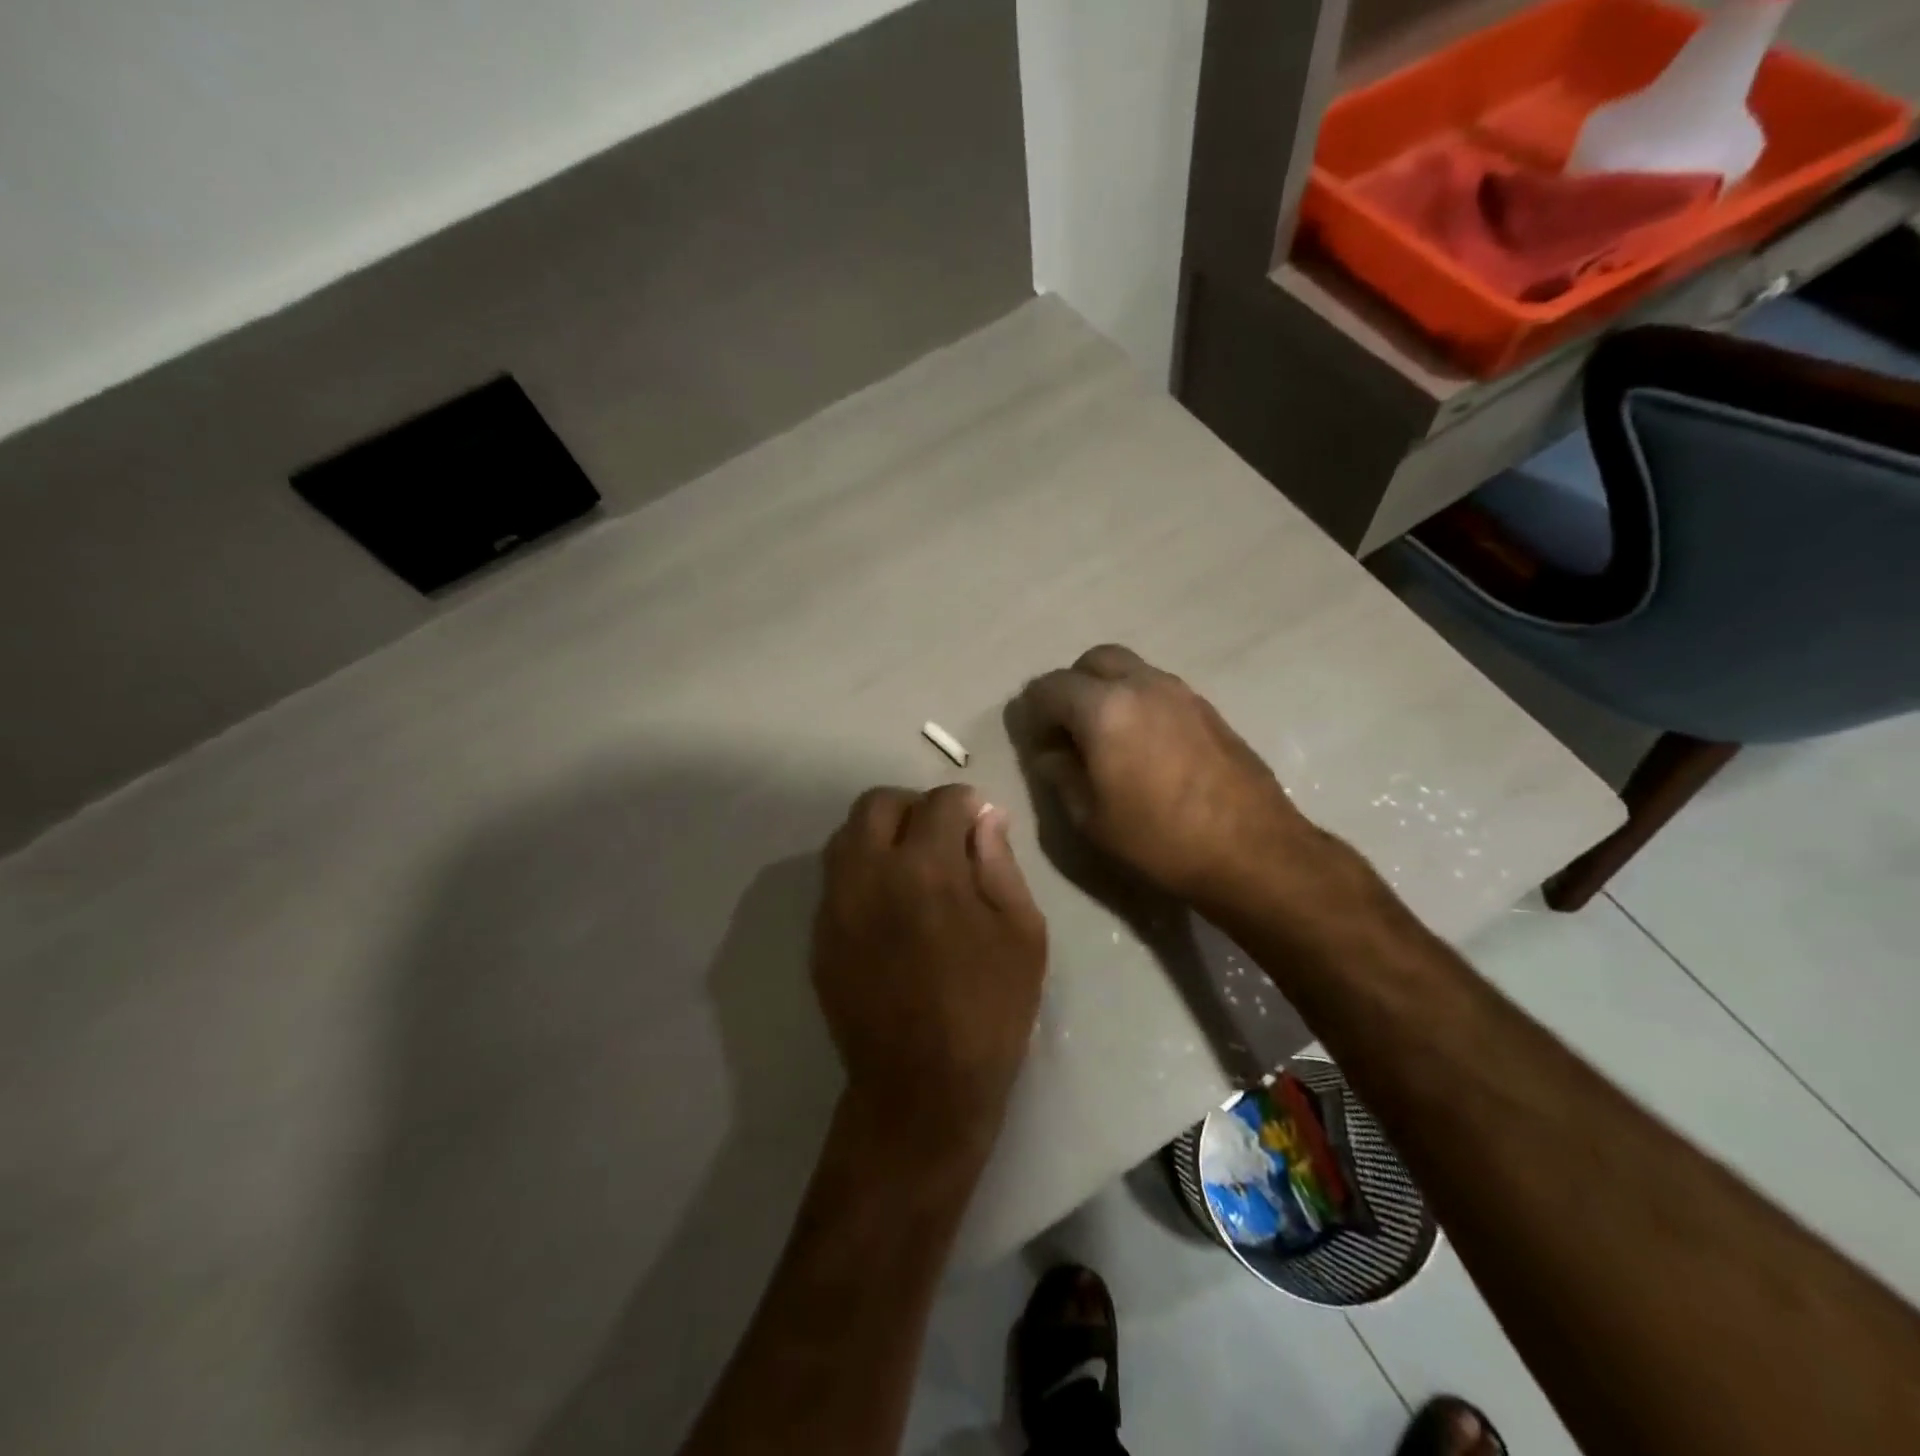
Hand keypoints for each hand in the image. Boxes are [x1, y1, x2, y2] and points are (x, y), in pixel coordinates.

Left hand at [812, 784, 1047, 1165]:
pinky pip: (835, 877)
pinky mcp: (819, 934)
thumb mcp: (1020, 934)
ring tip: (912, 865)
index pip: (939, 803)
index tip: (980, 821)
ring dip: (881, 833)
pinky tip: (889, 902)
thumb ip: (1000, 863)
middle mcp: (869, 873)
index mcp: (926, 869)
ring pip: (847, 835)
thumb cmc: (988, 1011)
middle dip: (914, 806)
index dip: (966, 803)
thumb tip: (986, 816)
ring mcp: (835, 904)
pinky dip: (862, 869)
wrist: (920, 1088)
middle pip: (877, 803)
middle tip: (942, 835)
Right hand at [1015, 645, 1314, 906]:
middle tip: (1069, 730)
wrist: (1251, 850)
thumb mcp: (1091, 817)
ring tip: (1106, 738)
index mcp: (1104, 708)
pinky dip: (1138, 702)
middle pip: (1093, 661)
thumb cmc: (1159, 838)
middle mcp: (1142, 685)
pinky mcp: (1207, 707)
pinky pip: (1158, 688)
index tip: (1037, 742)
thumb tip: (1050, 753)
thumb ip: (1061, 774)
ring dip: (1107, 691)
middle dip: (1072, 687)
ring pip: (1130, 670)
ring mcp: (1180, 692)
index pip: (1050, 687)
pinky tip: (1143, 745)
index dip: (1034, 711)